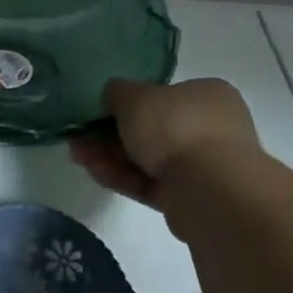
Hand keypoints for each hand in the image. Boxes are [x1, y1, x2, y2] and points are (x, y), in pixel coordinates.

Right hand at [69, 78, 259, 207]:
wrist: (211, 191)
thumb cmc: (175, 127)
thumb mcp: (134, 97)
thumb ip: (117, 92)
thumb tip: (112, 96)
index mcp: (208, 95)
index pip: (164, 95)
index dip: (128, 103)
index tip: (98, 112)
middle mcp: (213, 128)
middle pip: (153, 129)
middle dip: (112, 135)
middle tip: (80, 139)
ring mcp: (206, 167)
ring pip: (150, 159)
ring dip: (112, 157)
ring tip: (78, 158)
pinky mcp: (195, 200)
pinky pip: (153, 184)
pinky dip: (125, 179)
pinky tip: (96, 174)